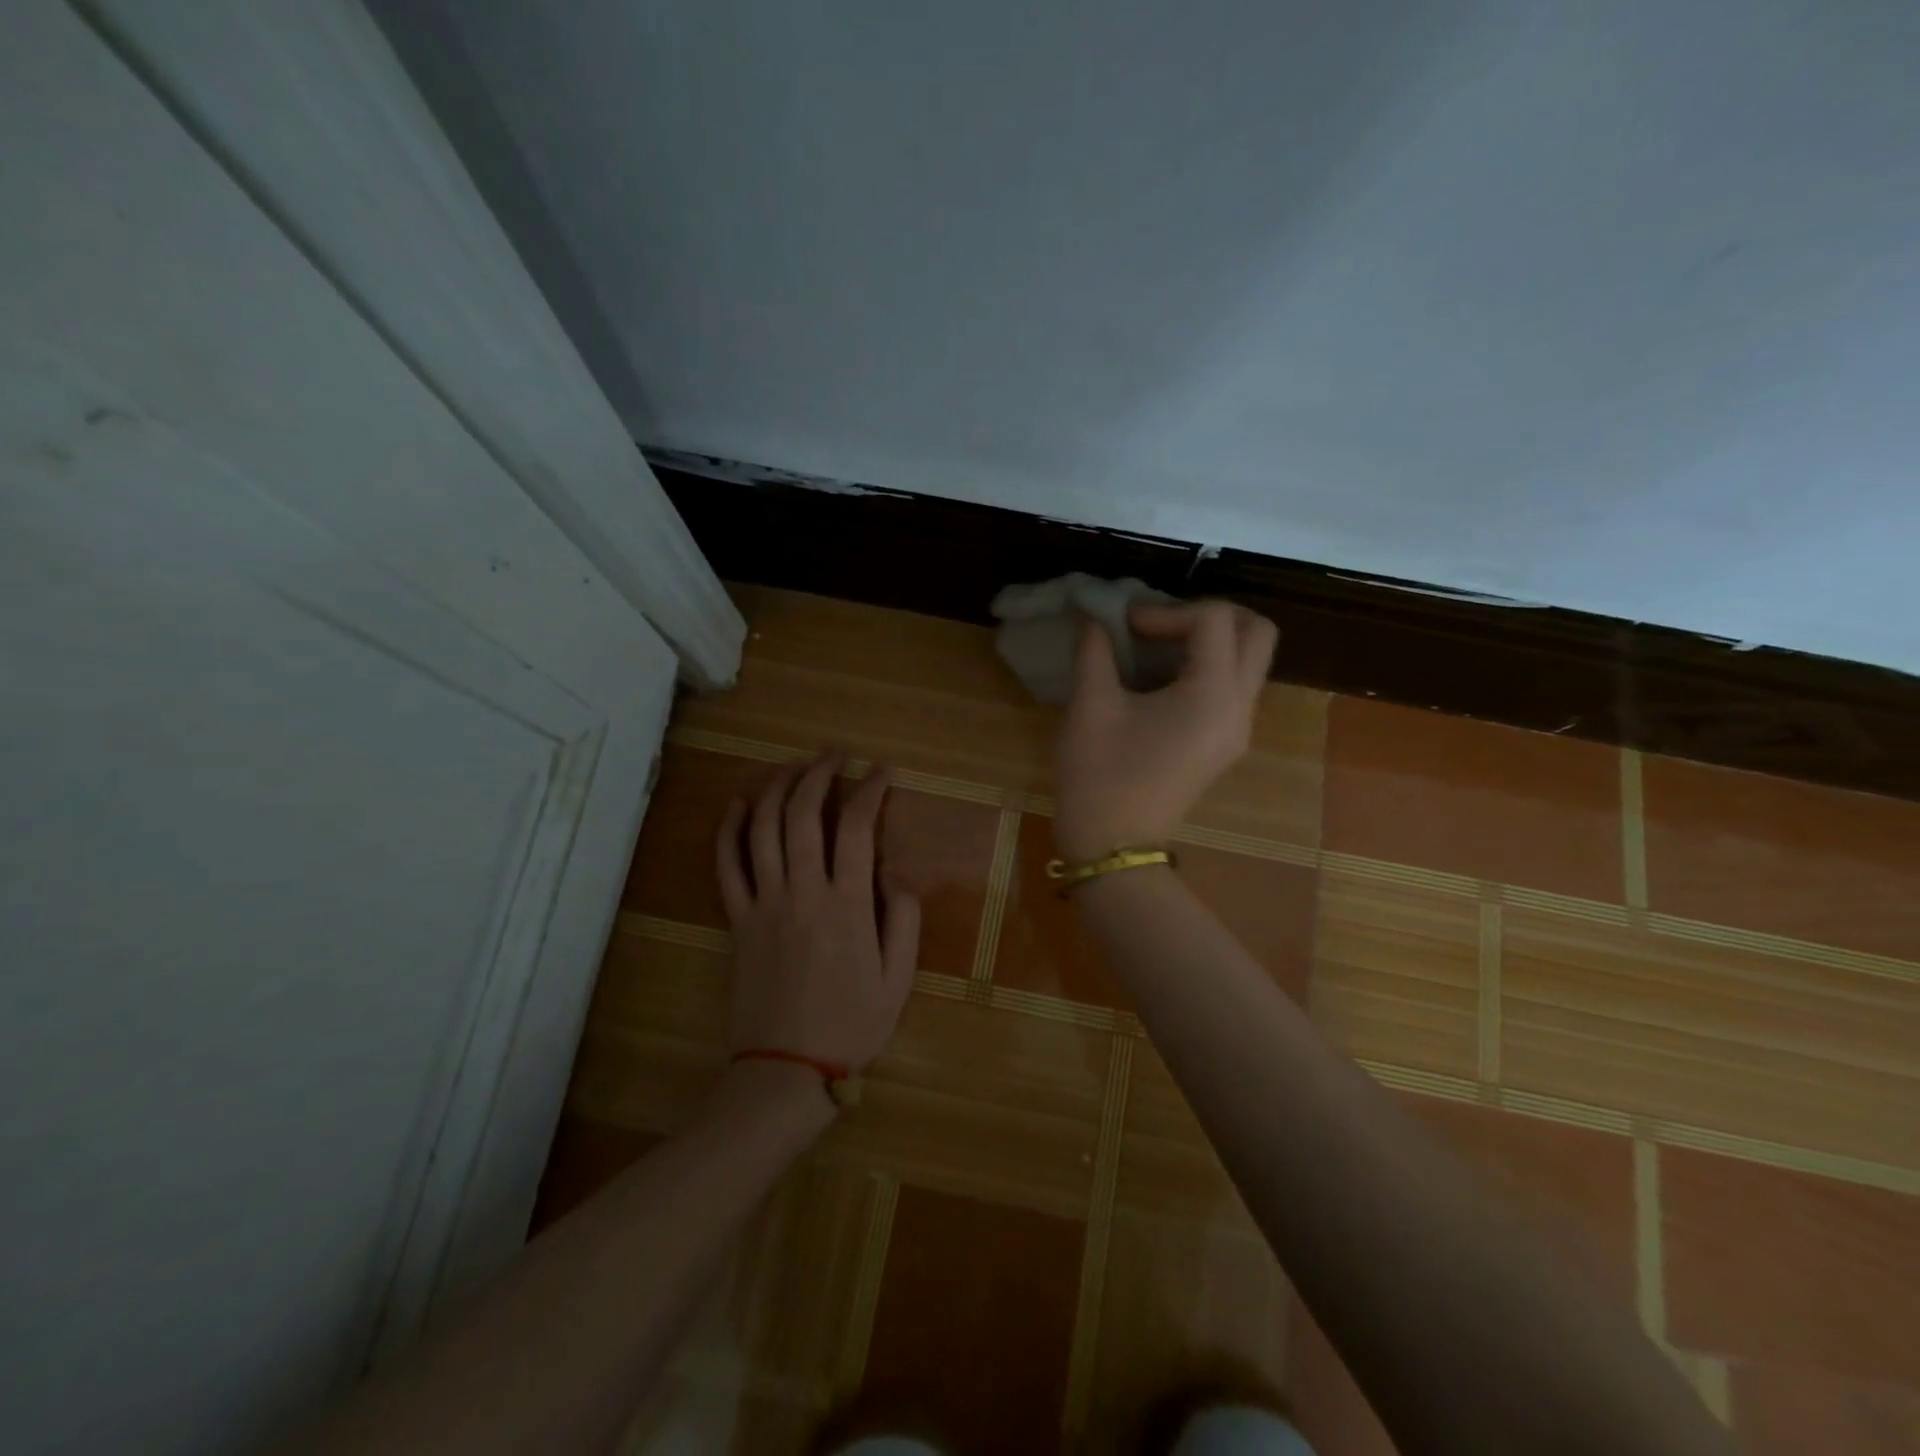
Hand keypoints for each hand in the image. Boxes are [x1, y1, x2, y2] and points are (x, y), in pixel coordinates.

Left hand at [715, 751, 920, 1074]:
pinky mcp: (737, 920)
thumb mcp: (899, 979)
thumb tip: (897, 874)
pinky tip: (739, 804)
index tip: (881, 771)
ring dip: (777, 788)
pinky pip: (726, 866)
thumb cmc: (851, 1025)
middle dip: (819, 774)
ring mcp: (763, 904)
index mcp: (848, 905)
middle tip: (834, 754)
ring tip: (793, 767)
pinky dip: (729, 830)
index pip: (858, 828)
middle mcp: (802, 892)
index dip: (870, 790)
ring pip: (763, 829)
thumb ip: (905, 920)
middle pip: (804, 815)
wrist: (786, 1069)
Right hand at [1053, 601, 1278, 861]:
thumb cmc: (1100, 775)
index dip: (1166, 610)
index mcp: (1212, 695)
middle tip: (1162, 623)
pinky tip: (1160, 678)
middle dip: (1211, 614)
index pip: (1213, 620)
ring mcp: (1238, 729)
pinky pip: (1234, 687)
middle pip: (1258, 633)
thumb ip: (1094, 649)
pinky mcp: (1225, 744)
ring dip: (1211, 640)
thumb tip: (1090, 612)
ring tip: (1158, 647)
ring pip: (1250, 660)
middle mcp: (1240, 708)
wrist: (1113, 846)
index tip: (1125, 626)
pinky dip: (1207, 667)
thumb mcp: (1090, 705)